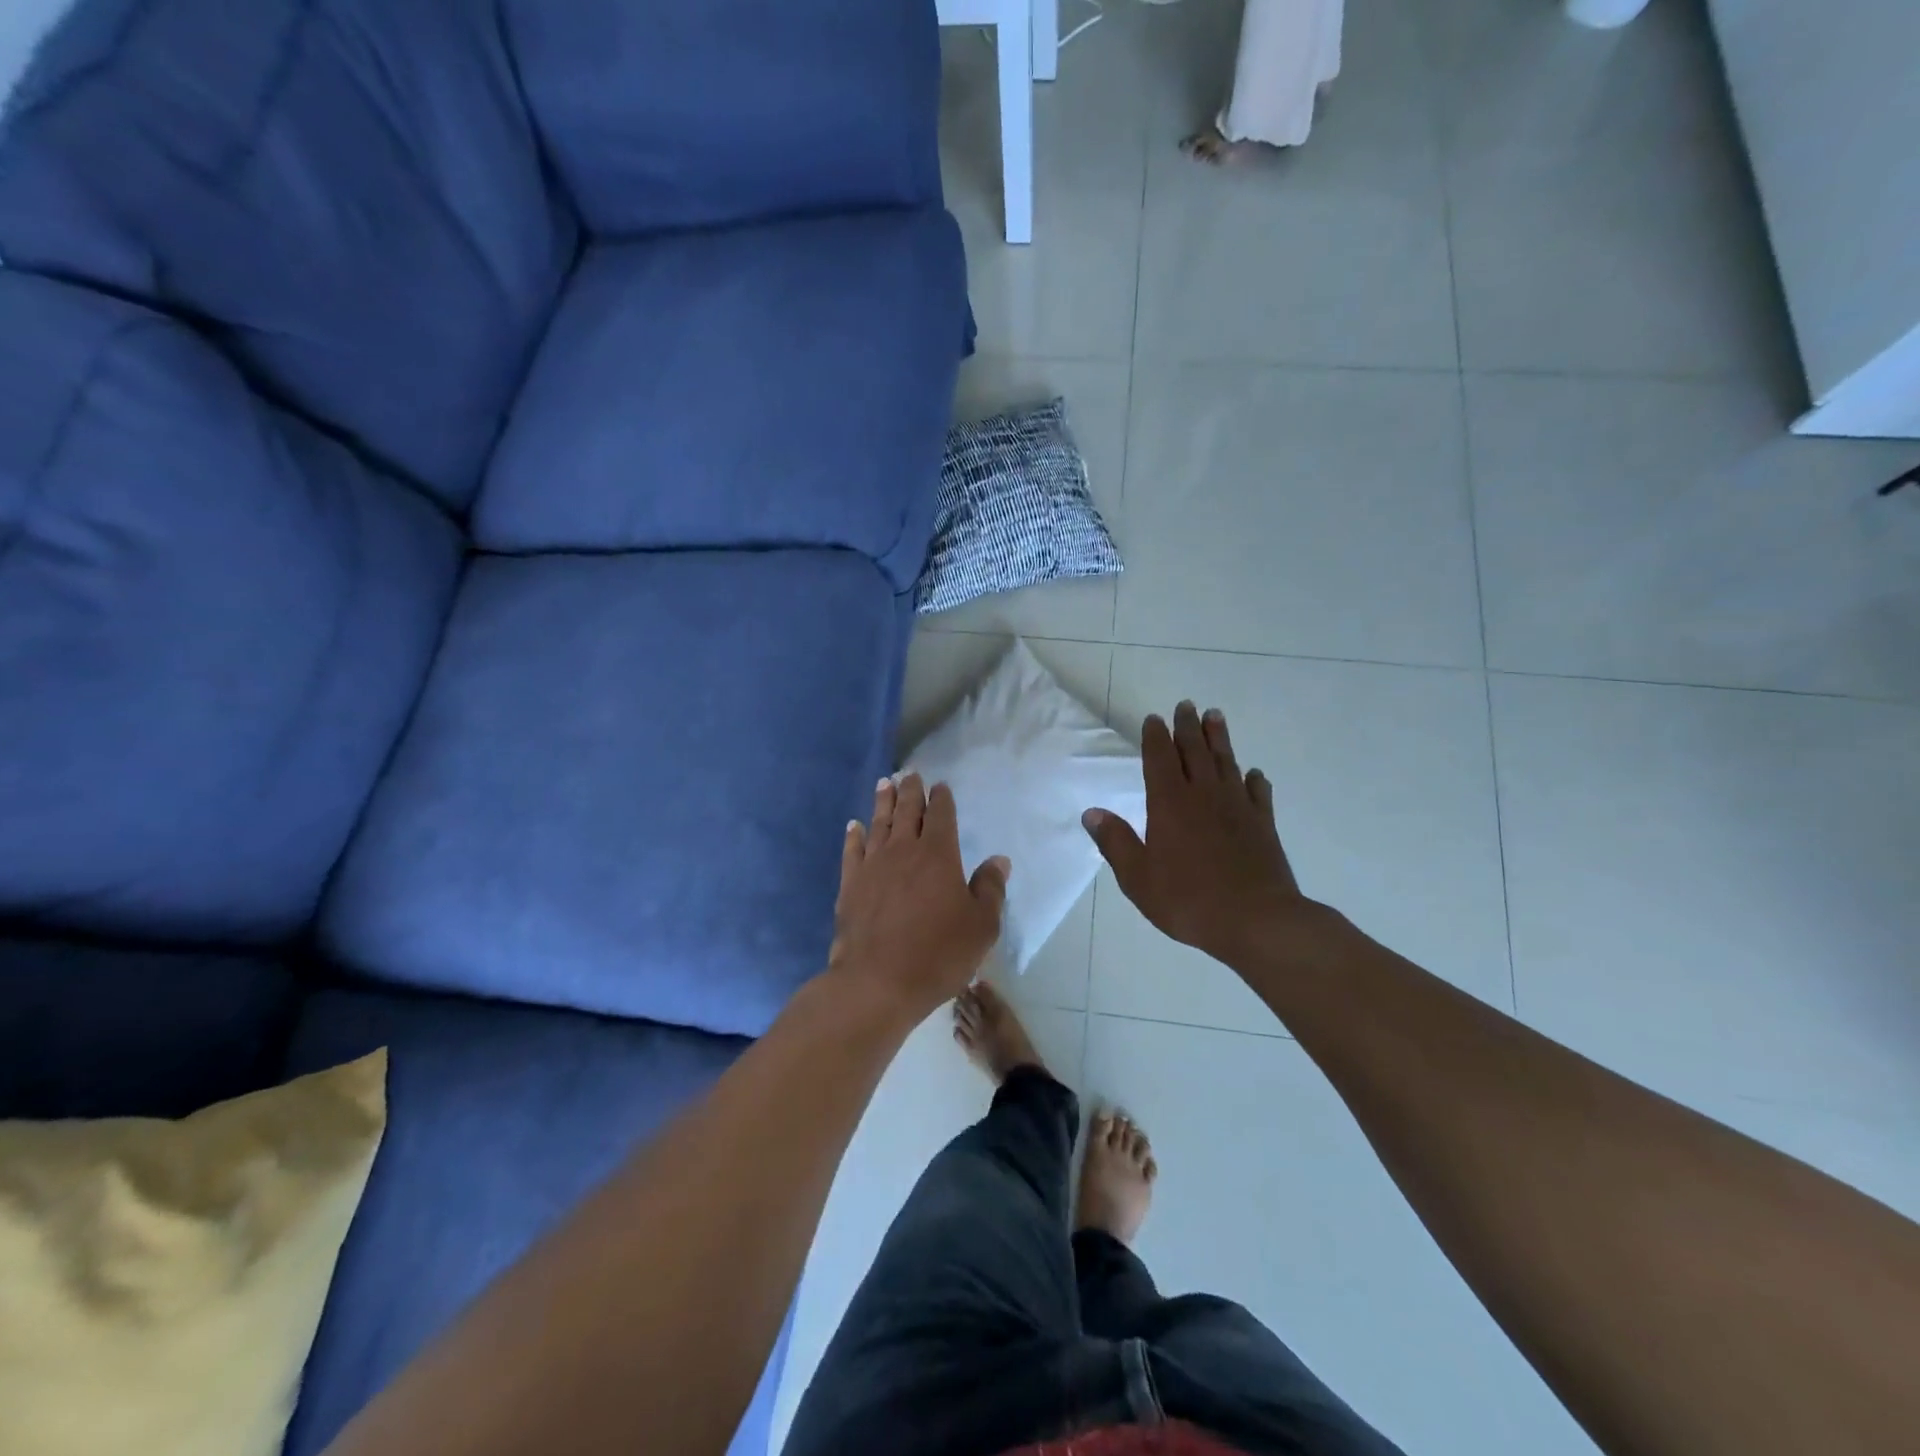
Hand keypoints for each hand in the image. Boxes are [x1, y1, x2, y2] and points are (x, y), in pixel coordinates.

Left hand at [826, 774, 1010, 1022]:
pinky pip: (852, 850)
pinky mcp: (850, 884)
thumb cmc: (938, 954)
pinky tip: (854, 825)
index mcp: (939, 855)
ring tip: (885, 783)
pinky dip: (854, 835)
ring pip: (879, 824)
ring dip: (883, 802)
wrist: (878, 981)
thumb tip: (999, 860)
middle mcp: (904, 850)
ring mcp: (873, 866)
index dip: (941, 799)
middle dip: (911, 791)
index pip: (941, 816)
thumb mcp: (981, 926)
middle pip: (907, 812)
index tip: (940, 786)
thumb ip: (990, 889)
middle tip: (910, 774)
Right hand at [1084, 702, 1320, 971]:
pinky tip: (1253, 773)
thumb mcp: (1138, 877)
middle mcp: (1204, 796)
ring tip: (1215, 716)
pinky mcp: (1263, 824)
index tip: (1154, 719)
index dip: (1155, 738)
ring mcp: (1238, 808)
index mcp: (1170, 804)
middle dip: (1187, 727)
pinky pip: (1258, 793)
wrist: (1257, 920)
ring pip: (1227, 763)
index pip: (1160, 760)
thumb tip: (1092, 812)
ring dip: (1219, 739)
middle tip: (1186, 705)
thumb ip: (1116, 842)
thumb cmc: (1189, 900)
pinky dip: (1254, 779)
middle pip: (1195, 751)